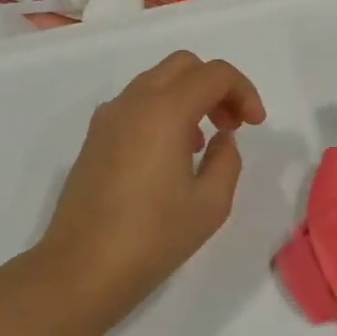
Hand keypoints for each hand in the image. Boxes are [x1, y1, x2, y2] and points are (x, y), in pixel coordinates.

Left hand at [38, 51, 266, 327]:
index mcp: (164, 111)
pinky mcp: (94, 138)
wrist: (81, 270)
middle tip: (232, 124)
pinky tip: (170, 154)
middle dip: (216, 86)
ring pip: (157, 81)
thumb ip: (227, 159)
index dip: (244, 91)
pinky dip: (162, 110)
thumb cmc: (153, 237)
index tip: (255, 125)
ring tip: (203, 142)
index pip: (214, 74)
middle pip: (183, 65)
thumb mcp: (211, 203)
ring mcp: (108, 118)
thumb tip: (220, 139)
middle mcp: (133, 102)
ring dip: (188, 97)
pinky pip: (136, 104)